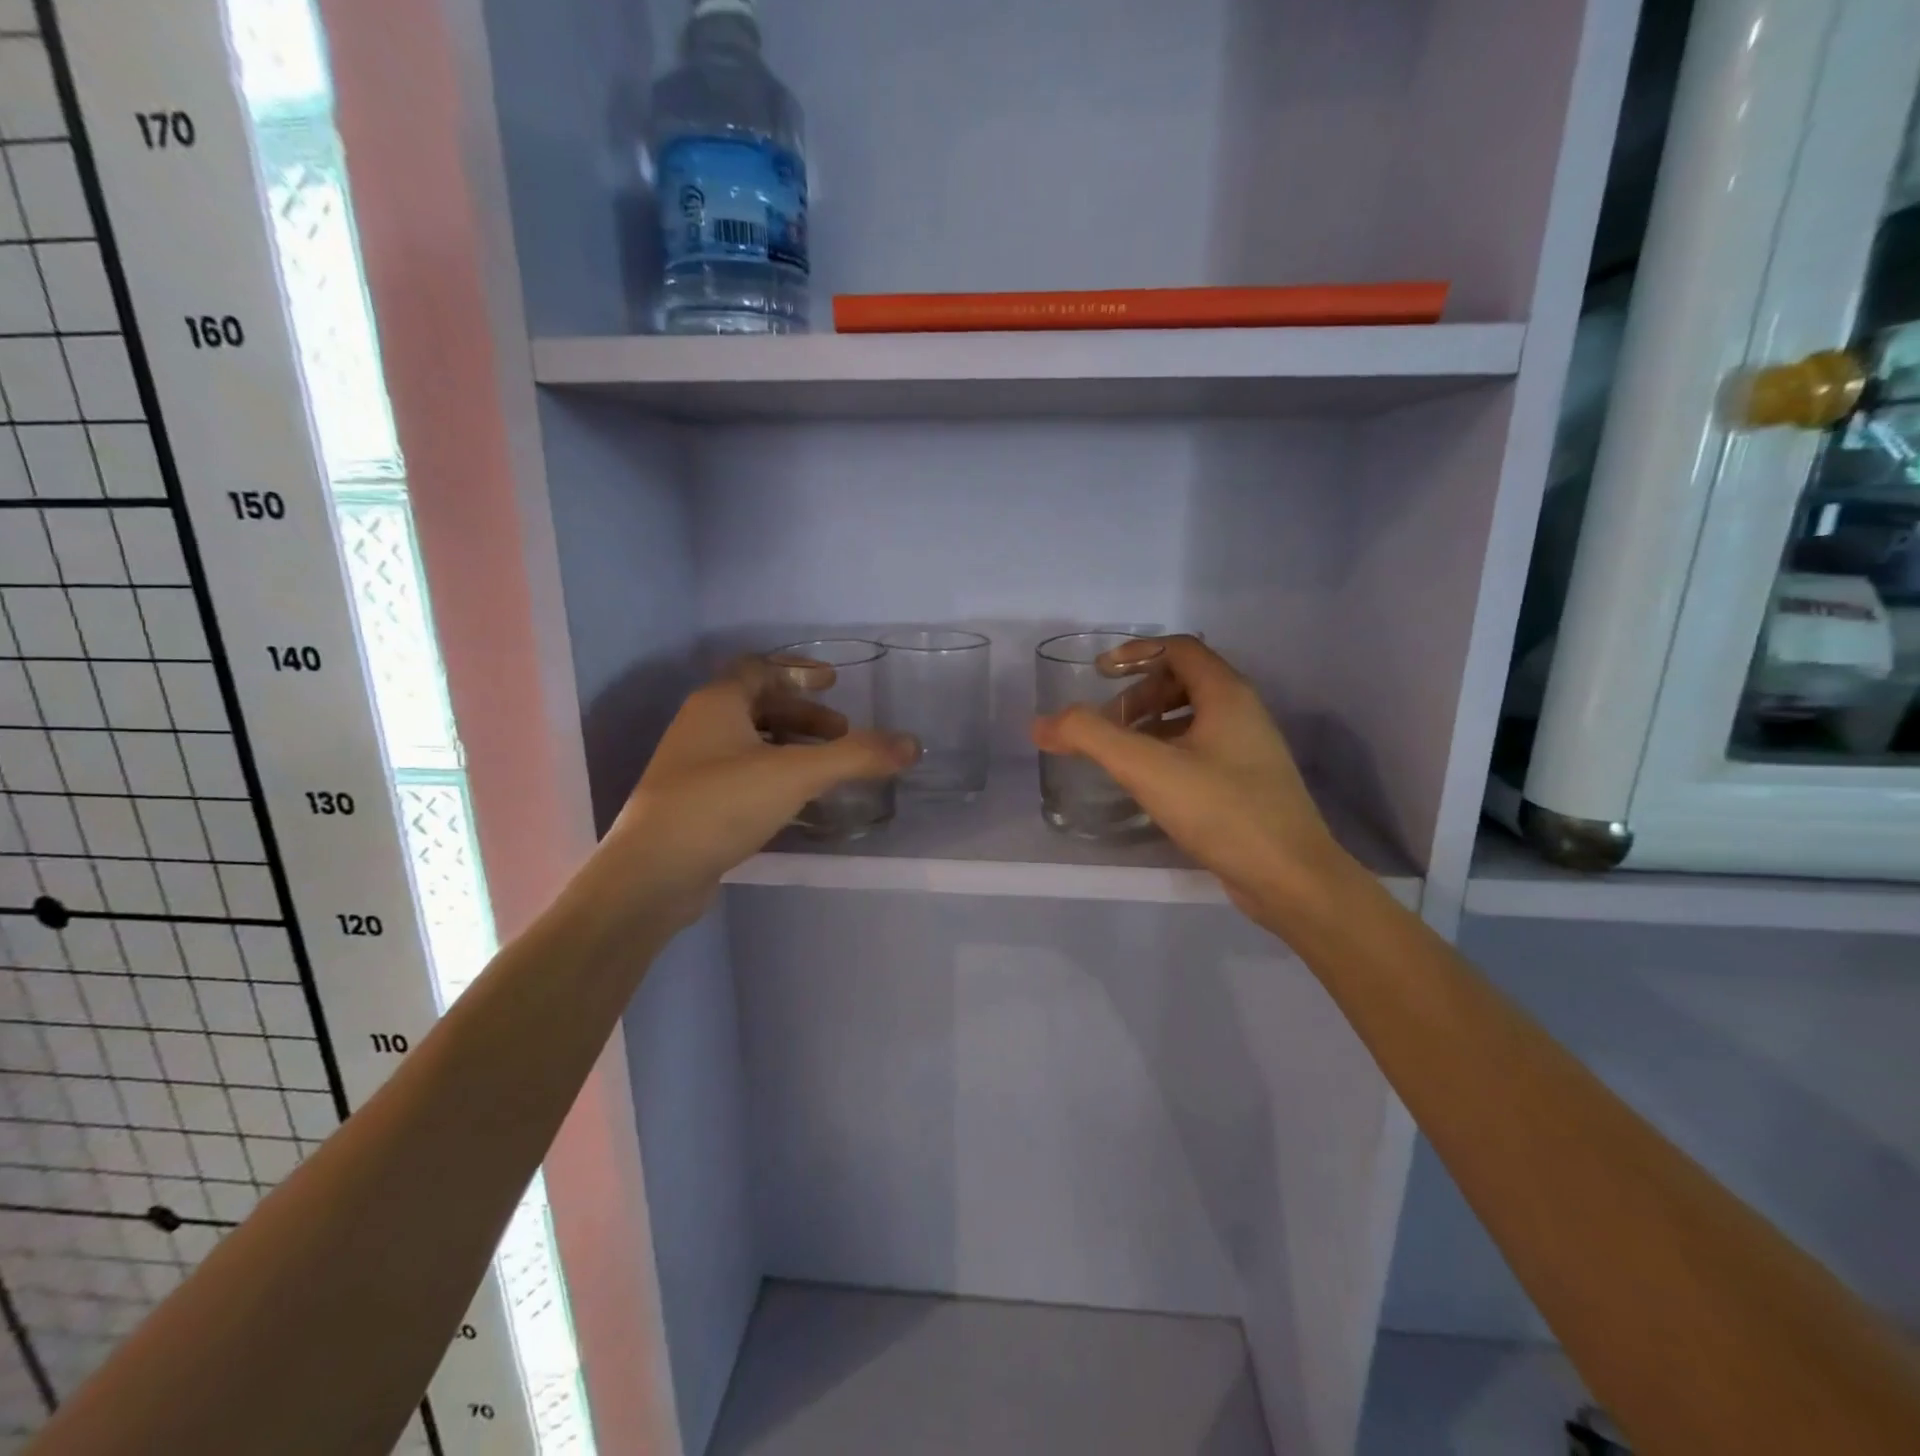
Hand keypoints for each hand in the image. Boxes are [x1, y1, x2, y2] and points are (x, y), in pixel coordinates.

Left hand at [595, 658, 916, 927]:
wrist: (653, 874)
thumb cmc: (721, 805)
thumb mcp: (796, 774)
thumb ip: (856, 756)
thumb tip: (913, 744)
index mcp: (717, 704)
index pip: (759, 669)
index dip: (798, 672)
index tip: (834, 683)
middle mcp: (700, 727)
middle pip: (758, 706)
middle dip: (804, 716)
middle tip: (842, 734)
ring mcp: (693, 768)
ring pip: (750, 743)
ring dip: (791, 747)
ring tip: (827, 768)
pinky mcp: (694, 804)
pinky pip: (743, 775)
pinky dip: (775, 776)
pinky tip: (798, 801)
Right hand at [1030, 635, 1351, 927]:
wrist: (1291, 878)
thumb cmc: (1222, 810)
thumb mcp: (1147, 768)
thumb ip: (1090, 738)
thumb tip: (1041, 724)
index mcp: (1227, 694)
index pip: (1178, 648)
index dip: (1135, 652)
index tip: (1099, 674)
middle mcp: (1242, 712)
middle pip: (1183, 680)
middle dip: (1139, 694)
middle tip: (1107, 723)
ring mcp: (1248, 749)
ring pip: (1191, 717)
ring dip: (1151, 724)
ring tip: (1120, 753)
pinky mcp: (1246, 782)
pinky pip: (1199, 748)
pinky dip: (1167, 751)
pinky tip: (1148, 783)